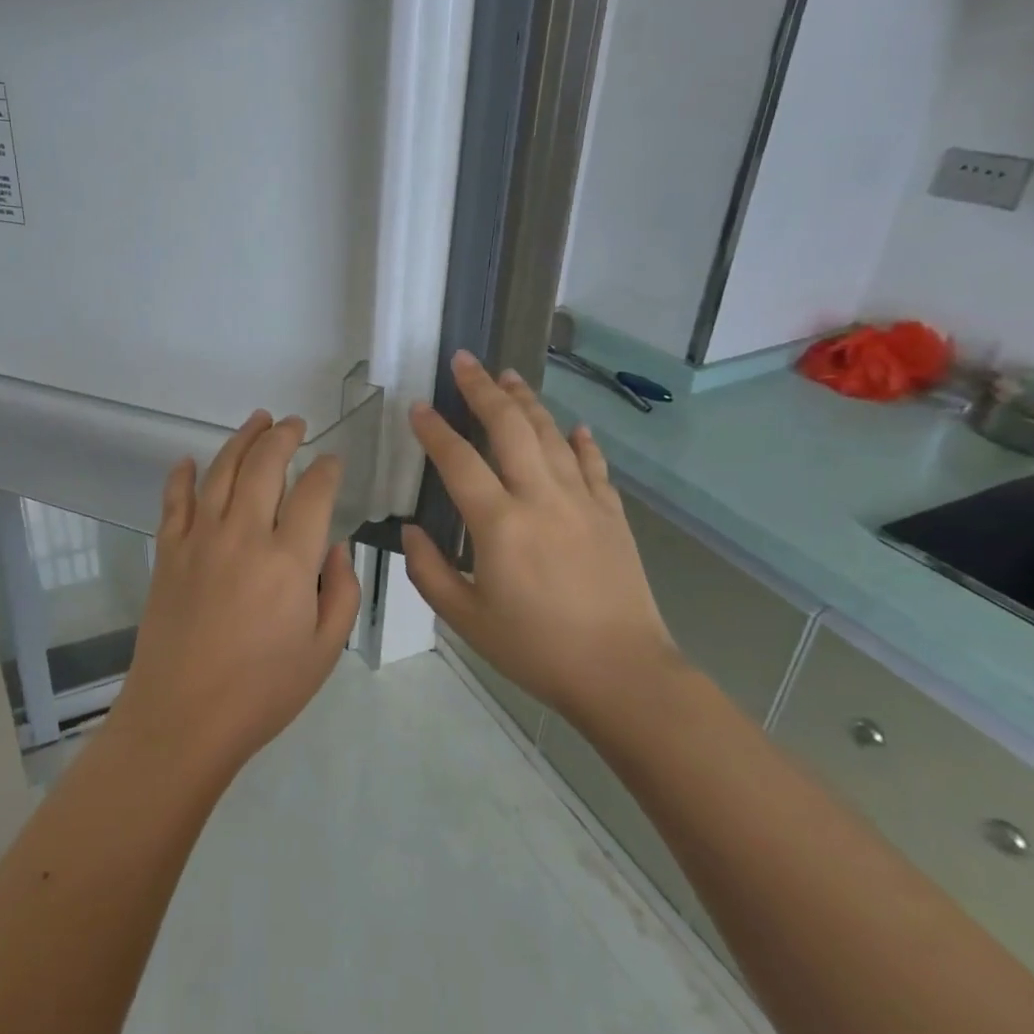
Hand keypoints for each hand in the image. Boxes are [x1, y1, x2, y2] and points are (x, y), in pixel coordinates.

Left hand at [111, 411, 360, 778]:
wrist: (182, 717)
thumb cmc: (262, 691)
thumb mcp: (324, 650)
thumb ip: (341, 591)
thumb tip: (333, 546)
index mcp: (289, 560)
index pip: (313, 493)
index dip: (327, 470)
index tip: (333, 462)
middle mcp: (243, 535)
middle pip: (264, 466)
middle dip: (284, 437)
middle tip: (295, 424)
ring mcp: (199, 539)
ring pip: (221, 471)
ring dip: (241, 440)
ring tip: (257, 420)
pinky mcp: (167, 553)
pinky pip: (174, 501)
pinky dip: (182, 476)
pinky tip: (189, 461)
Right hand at [400, 352, 677, 713]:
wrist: (622, 672)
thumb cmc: (535, 648)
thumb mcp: (466, 618)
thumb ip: (430, 570)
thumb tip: (411, 530)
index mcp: (500, 524)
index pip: (458, 461)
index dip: (434, 430)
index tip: (418, 407)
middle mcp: (541, 498)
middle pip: (509, 427)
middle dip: (483, 389)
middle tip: (465, 361)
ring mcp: (582, 501)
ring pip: (552, 434)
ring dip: (527, 400)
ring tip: (509, 375)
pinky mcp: (612, 514)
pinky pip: (593, 465)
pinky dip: (580, 441)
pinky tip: (573, 426)